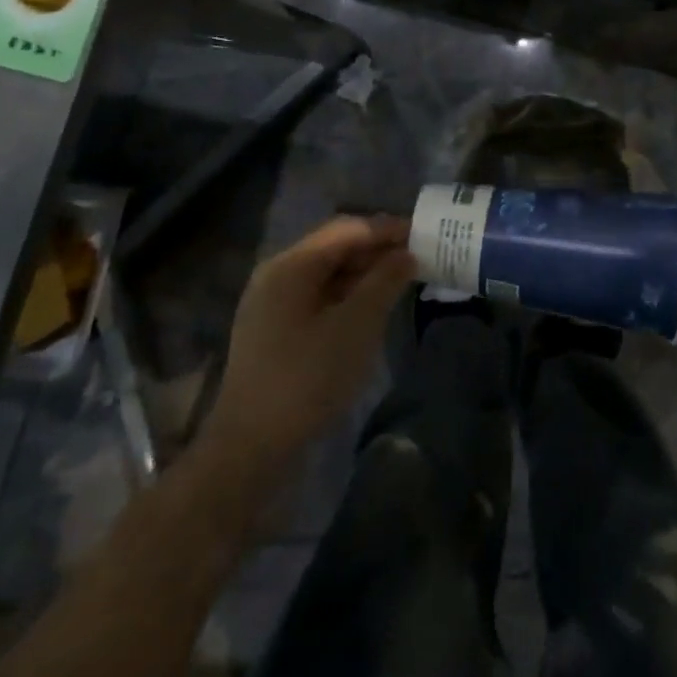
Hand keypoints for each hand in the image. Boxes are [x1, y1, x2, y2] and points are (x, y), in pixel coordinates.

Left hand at [203, 217, 416, 474]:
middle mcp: (278, 276)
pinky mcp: (276, 333)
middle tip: (419, 257)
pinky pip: (319, 299)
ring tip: (403, 281)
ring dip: (365, 274)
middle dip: (377, 250)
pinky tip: (373, 308)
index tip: (424, 234)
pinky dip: (349, 296)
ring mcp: (273, 306)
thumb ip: (385, 281)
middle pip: (335, 248)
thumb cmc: (308, 377)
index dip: (387, 229)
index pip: (347, 229)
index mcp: (291, 265)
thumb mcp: (357, 325)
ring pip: (328, 275)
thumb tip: (406, 254)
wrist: (252, 447)